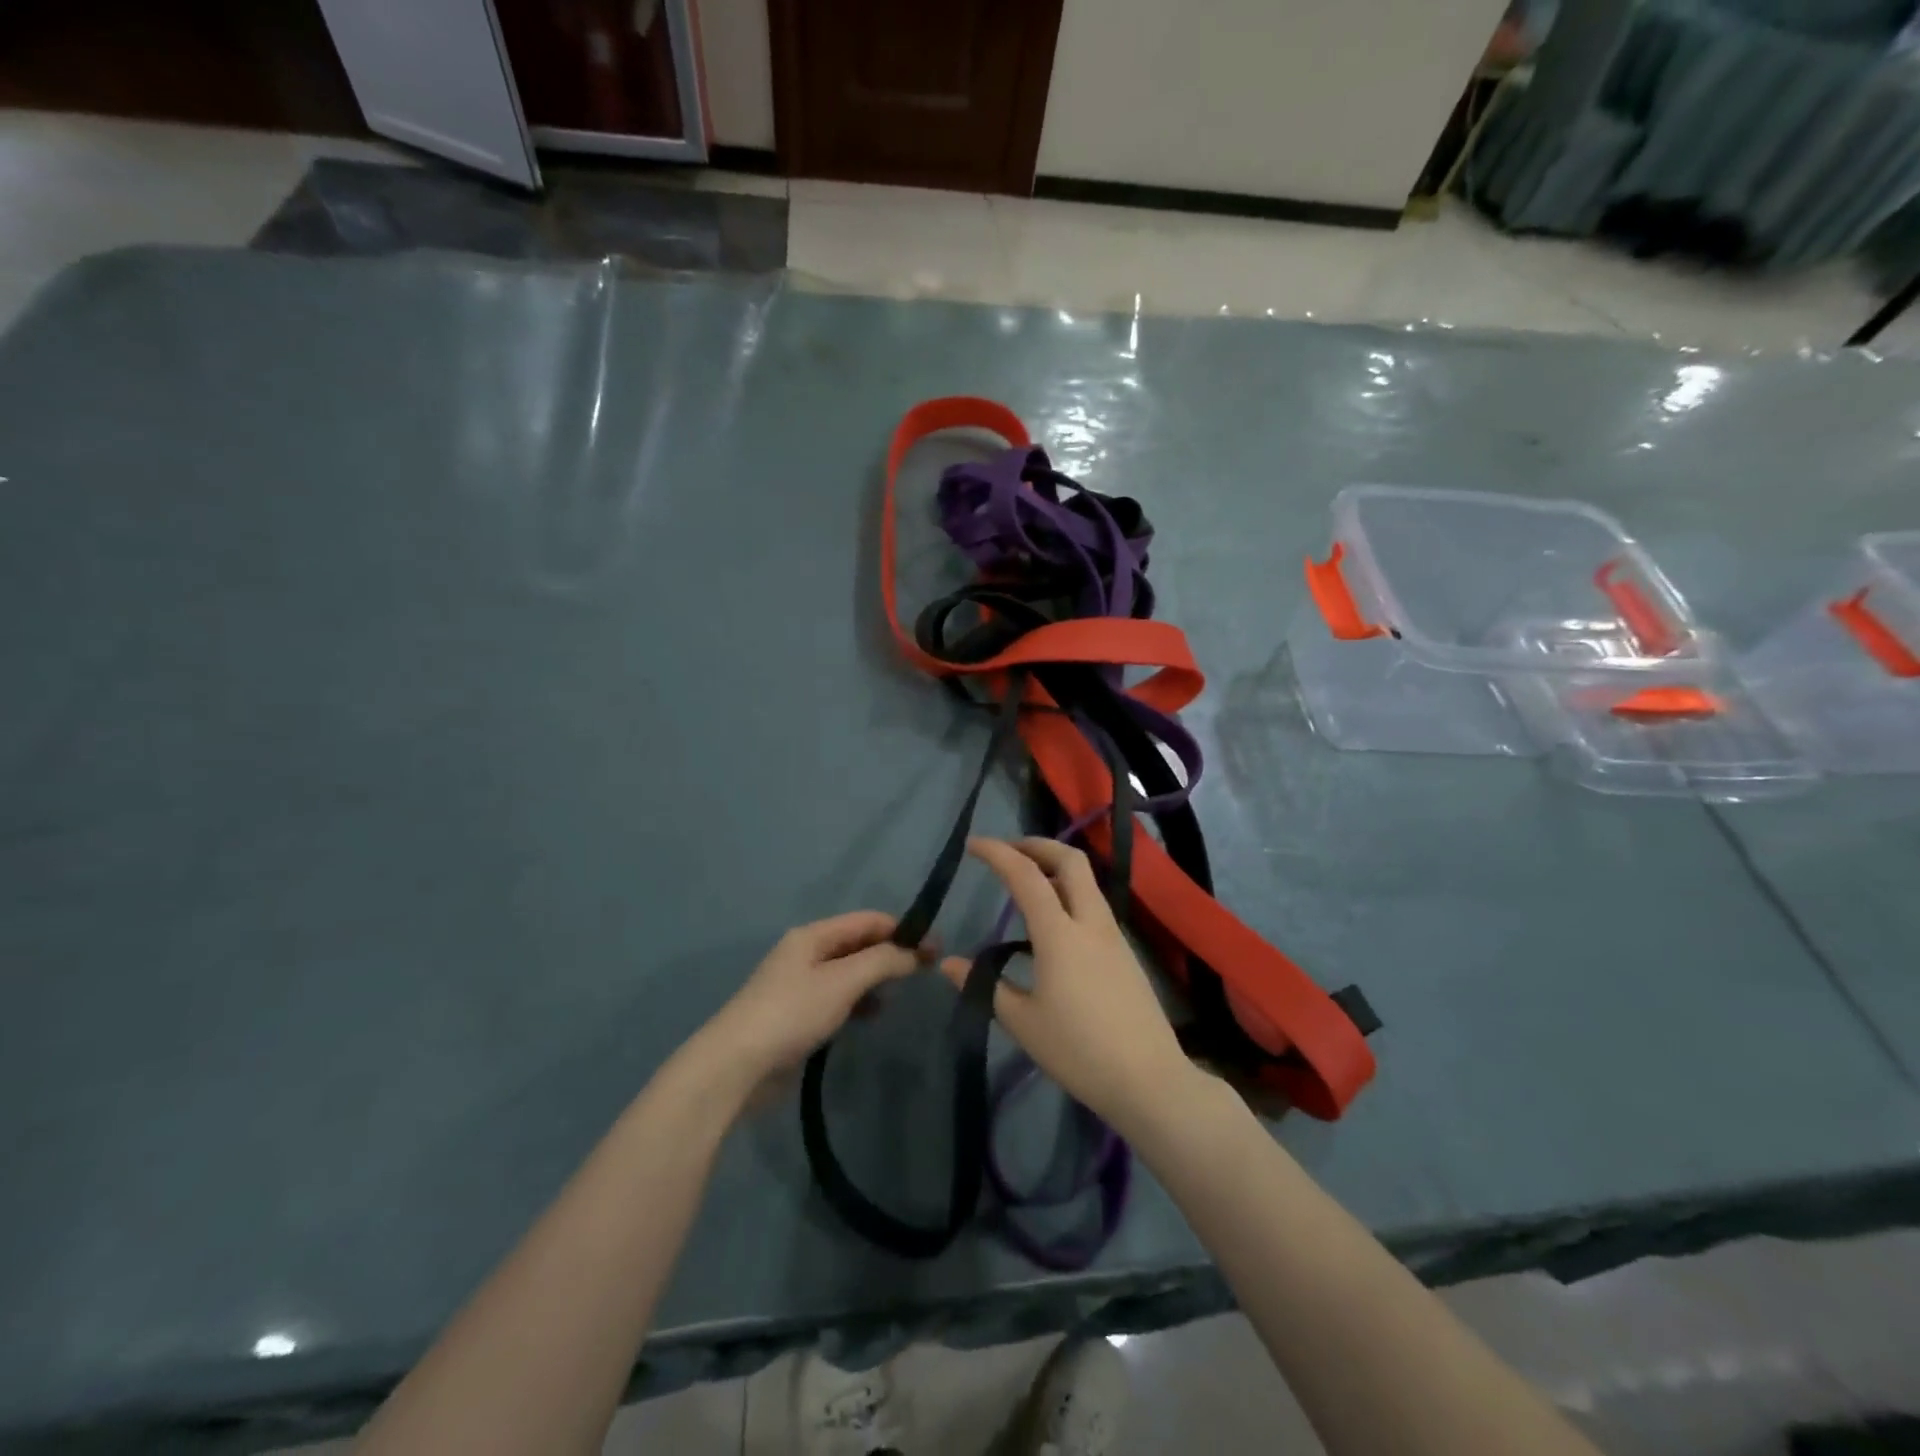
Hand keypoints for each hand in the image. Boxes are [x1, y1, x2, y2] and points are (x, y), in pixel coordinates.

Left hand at [693, 912, 922, 1102]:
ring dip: (876, 979)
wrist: (736, 1066)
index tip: (934, 948)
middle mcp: (806, 953)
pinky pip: (838, 998)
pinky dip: (859, 1002)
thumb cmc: (792, 1013)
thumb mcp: (843, 981)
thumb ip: (883, 961)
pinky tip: (872, 1016)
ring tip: (899, 996)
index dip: (902, 930)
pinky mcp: (798, 1015)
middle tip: (926, 972)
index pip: (867, 920)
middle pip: (858, 944)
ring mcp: (800, 985)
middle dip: (891, 954)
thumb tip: (916, 952)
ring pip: (849, 972)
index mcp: (813, 935)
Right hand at [938, 837, 1196, 1134]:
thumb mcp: (1023, 1023)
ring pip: (1086, 880)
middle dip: (1037, 845)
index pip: (1026, 876)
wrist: (1149, 1080)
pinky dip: (1069, 892)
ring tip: (1026, 881)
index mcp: (1060, 935)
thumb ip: (985, 986)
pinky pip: (1093, 904)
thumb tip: (949, 964)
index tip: (973, 845)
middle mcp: (1090, 922)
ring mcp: (1113, 935)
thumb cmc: (1079, 1052)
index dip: (997, 853)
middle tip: (1008, 852)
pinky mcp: (1125, 951)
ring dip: (1055, 866)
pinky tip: (1053, 921)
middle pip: (1070, 860)